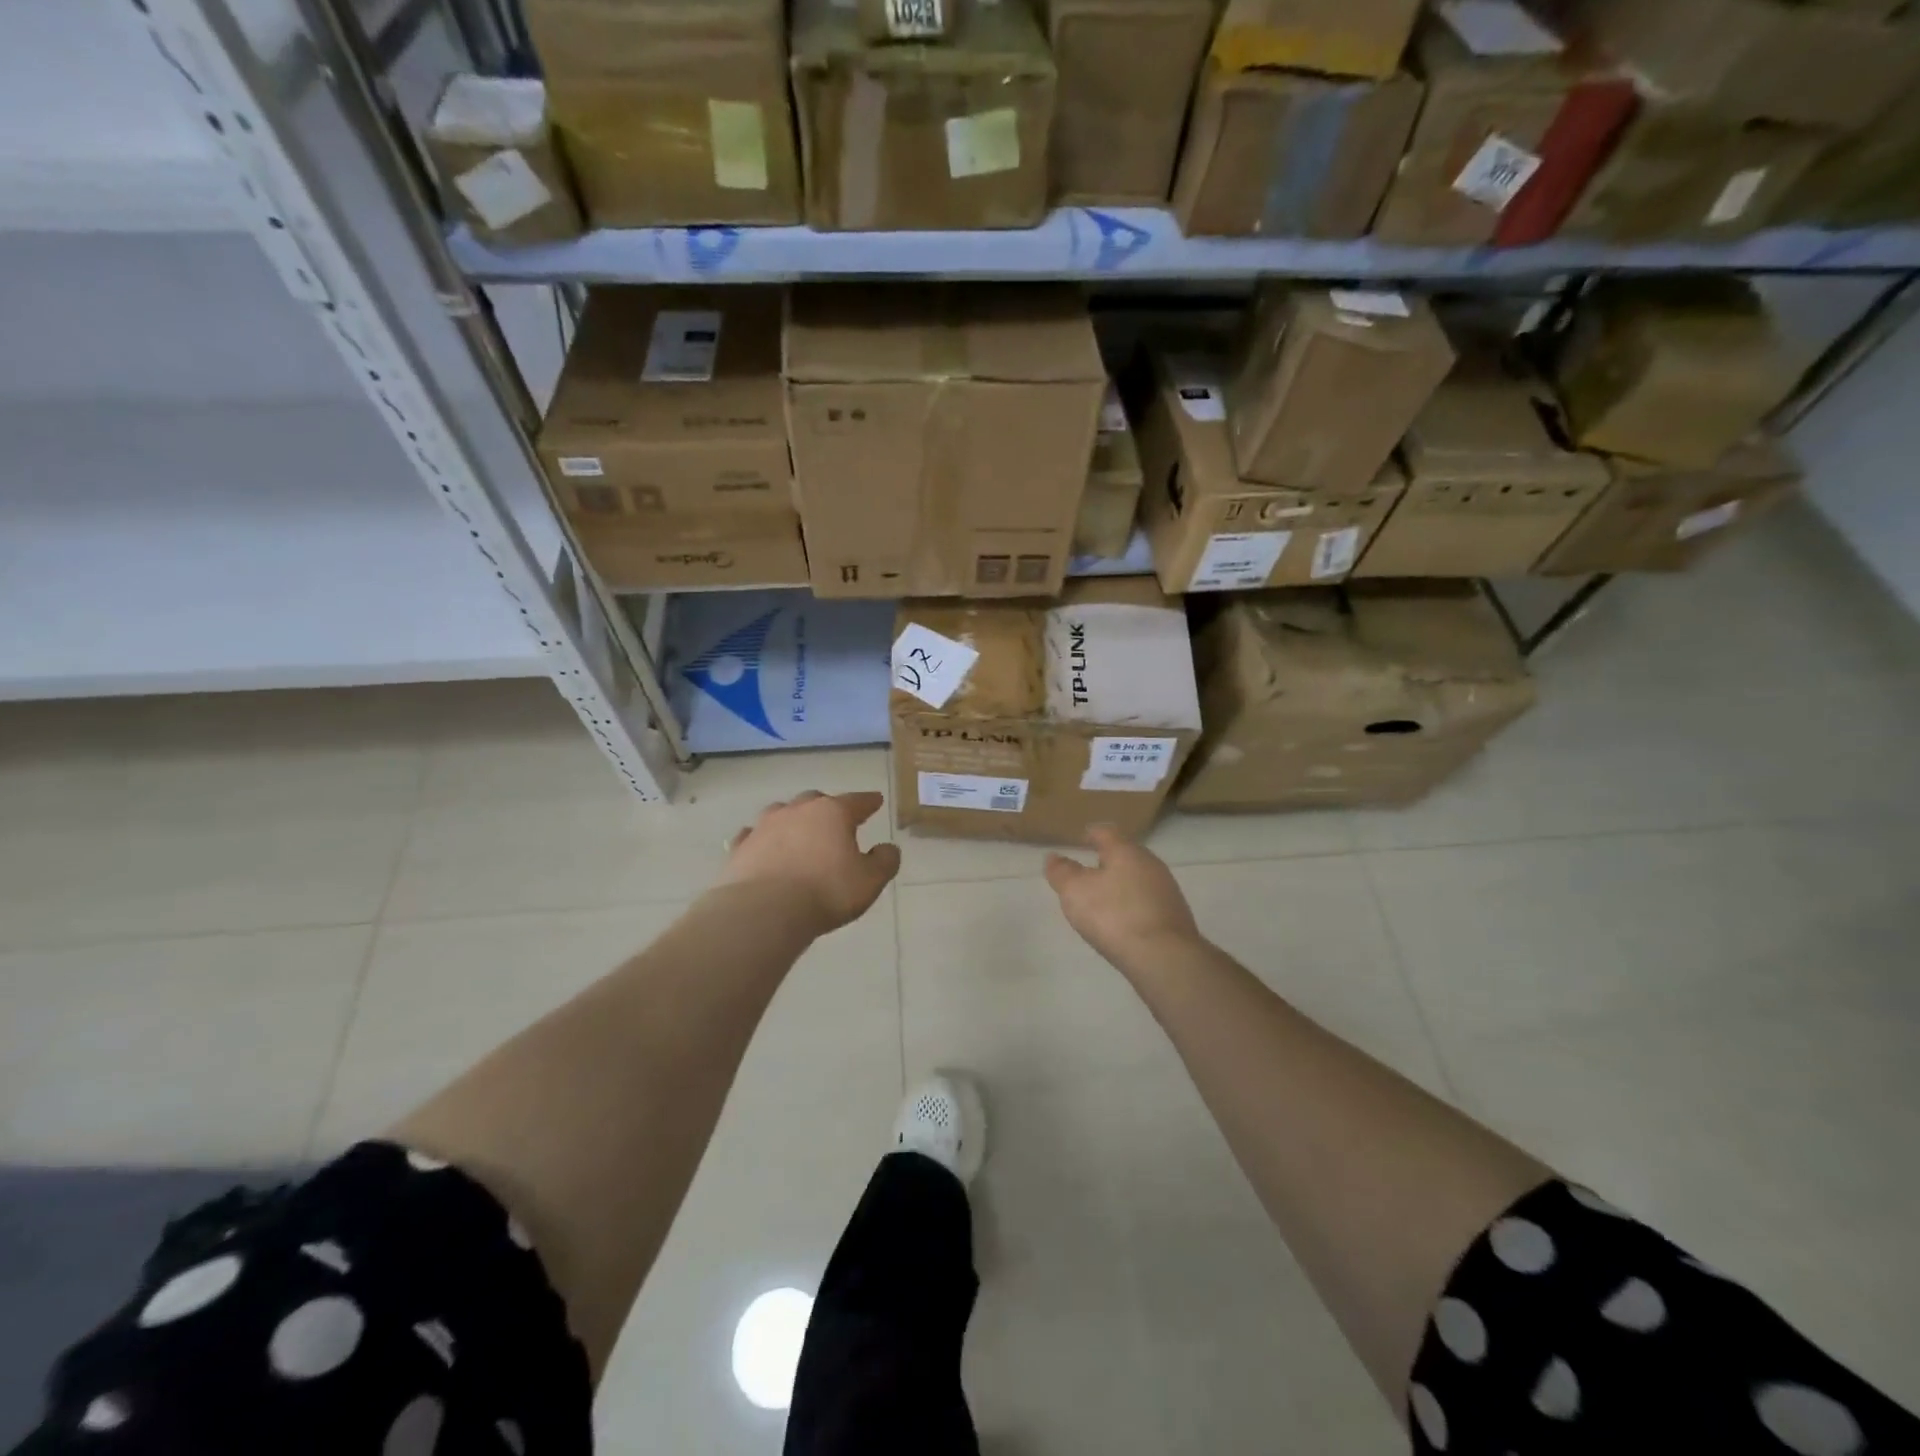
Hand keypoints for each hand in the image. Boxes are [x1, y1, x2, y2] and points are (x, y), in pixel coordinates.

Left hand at [718, 791, 900, 935]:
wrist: (764, 910)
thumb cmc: (826, 892)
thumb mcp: (870, 881)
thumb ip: (884, 861)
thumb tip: (888, 848)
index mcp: (833, 813)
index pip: (856, 801)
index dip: (868, 802)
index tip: (875, 800)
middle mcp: (798, 810)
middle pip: (816, 800)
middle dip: (827, 807)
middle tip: (835, 820)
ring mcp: (764, 826)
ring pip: (781, 812)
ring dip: (792, 819)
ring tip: (798, 831)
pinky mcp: (741, 847)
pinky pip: (753, 836)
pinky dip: (761, 839)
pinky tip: (761, 847)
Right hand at [1044, 825, 1201, 967]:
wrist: (1164, 958)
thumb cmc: (1114, 916)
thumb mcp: (1075, 891)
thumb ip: (1062, 872)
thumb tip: (1054, 857)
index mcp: (1126, 851)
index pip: (1106, 832)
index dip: (1091, 834)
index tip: (1080, 840)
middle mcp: (1151, 864)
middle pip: (1125, 854)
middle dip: (1107, 861)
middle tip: (1087, 873)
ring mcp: (1167, 890)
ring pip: (1138, 878)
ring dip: (1121, 885)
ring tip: (1103, 900)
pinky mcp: (1175, 916)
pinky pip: (1148, 902)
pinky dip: (1133, 905)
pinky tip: (1123, 922)